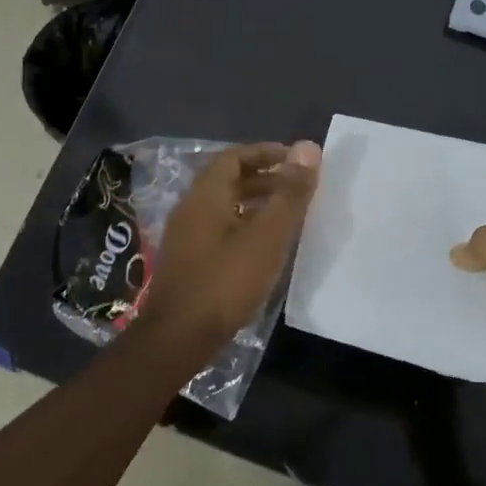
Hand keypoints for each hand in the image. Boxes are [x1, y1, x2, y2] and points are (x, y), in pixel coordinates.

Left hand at [141, 141, 321, 349]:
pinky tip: (264, 247)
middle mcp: (191, 208)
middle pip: (228, 179)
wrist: (178, 338)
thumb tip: (307, 147)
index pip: (234, 156)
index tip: (296, 160)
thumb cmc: (226, 281)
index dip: (266, 152)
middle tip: (298, 187)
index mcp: (206, 194)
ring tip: (288, 215)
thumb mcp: (267, 236)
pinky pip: (219, 228)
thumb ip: (289, 193)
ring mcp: (186, 236)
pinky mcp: (188, 261)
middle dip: (264, 177)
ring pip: (224, 206)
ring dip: (255, 203)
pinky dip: (244, 225)